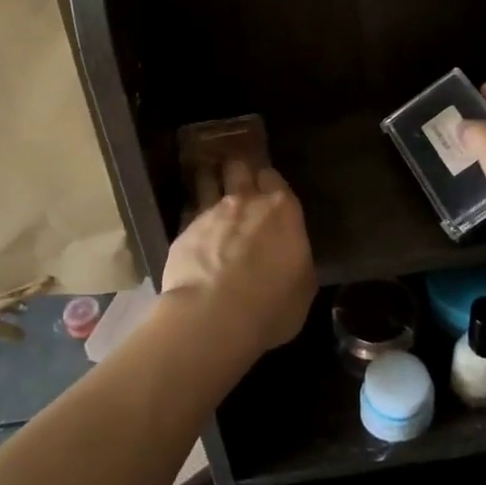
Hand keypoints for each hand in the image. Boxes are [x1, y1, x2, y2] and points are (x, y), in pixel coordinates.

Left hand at [161, 161, 314, 355]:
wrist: (214, 315)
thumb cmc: (271, 304)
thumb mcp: (302, 286)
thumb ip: (295, 259)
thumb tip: (289, 255)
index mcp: (282, 211)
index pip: (274, 178)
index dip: (269, 181)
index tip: (267, 188)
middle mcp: (246, 202)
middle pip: (239, 169)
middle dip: (238, 171)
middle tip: (238, 178)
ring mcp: (210, 213)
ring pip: (208, 181)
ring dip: (209, 181)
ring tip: (207, 182)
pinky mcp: (183, 231)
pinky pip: (189, 213)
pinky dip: (192, 217)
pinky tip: (193, 228)